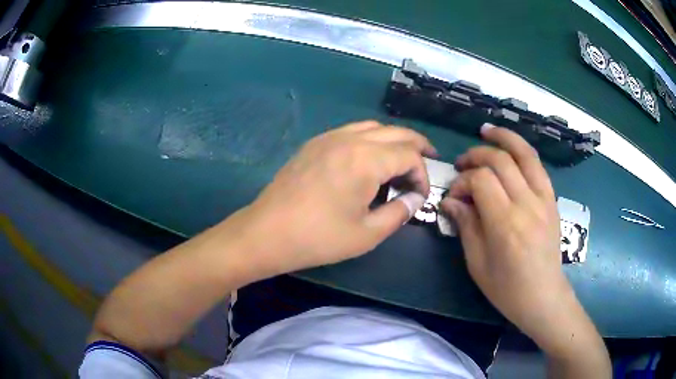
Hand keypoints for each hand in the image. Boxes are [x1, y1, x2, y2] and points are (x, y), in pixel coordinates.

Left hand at [243, 120, 434, 274]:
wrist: (267, 232)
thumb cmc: (319, 238)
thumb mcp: (367, 234)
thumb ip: (399, 212)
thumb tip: (415, 199)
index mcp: (366, 159)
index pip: (409, 155)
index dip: (423, 174)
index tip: (420, 196)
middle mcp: (350, 139)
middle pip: (395, 132)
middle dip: (417, 145)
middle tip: (430, 158)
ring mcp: (329, 138)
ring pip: (373, 127)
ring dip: (393, 139)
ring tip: (402, 157)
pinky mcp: (314, 144)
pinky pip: (351, 131)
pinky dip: (370, 138)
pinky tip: (369, 157)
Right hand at [440, 125, 607, 367]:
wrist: (543, 296)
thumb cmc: (507, 288)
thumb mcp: (478, 264)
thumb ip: (466, 226)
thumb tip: (451, 201)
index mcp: (506, 224)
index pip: (481, 181)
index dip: (463, 181)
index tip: (454, 195)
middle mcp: (527, 204)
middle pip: (500, 161)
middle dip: (477, 156)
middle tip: (462, 164)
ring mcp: (543, 199)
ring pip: (524, 154)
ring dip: (504, 138)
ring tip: (487, 131)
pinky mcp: (552, 200)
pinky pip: (538, 166)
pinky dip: (523, 150)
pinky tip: (511, 147)